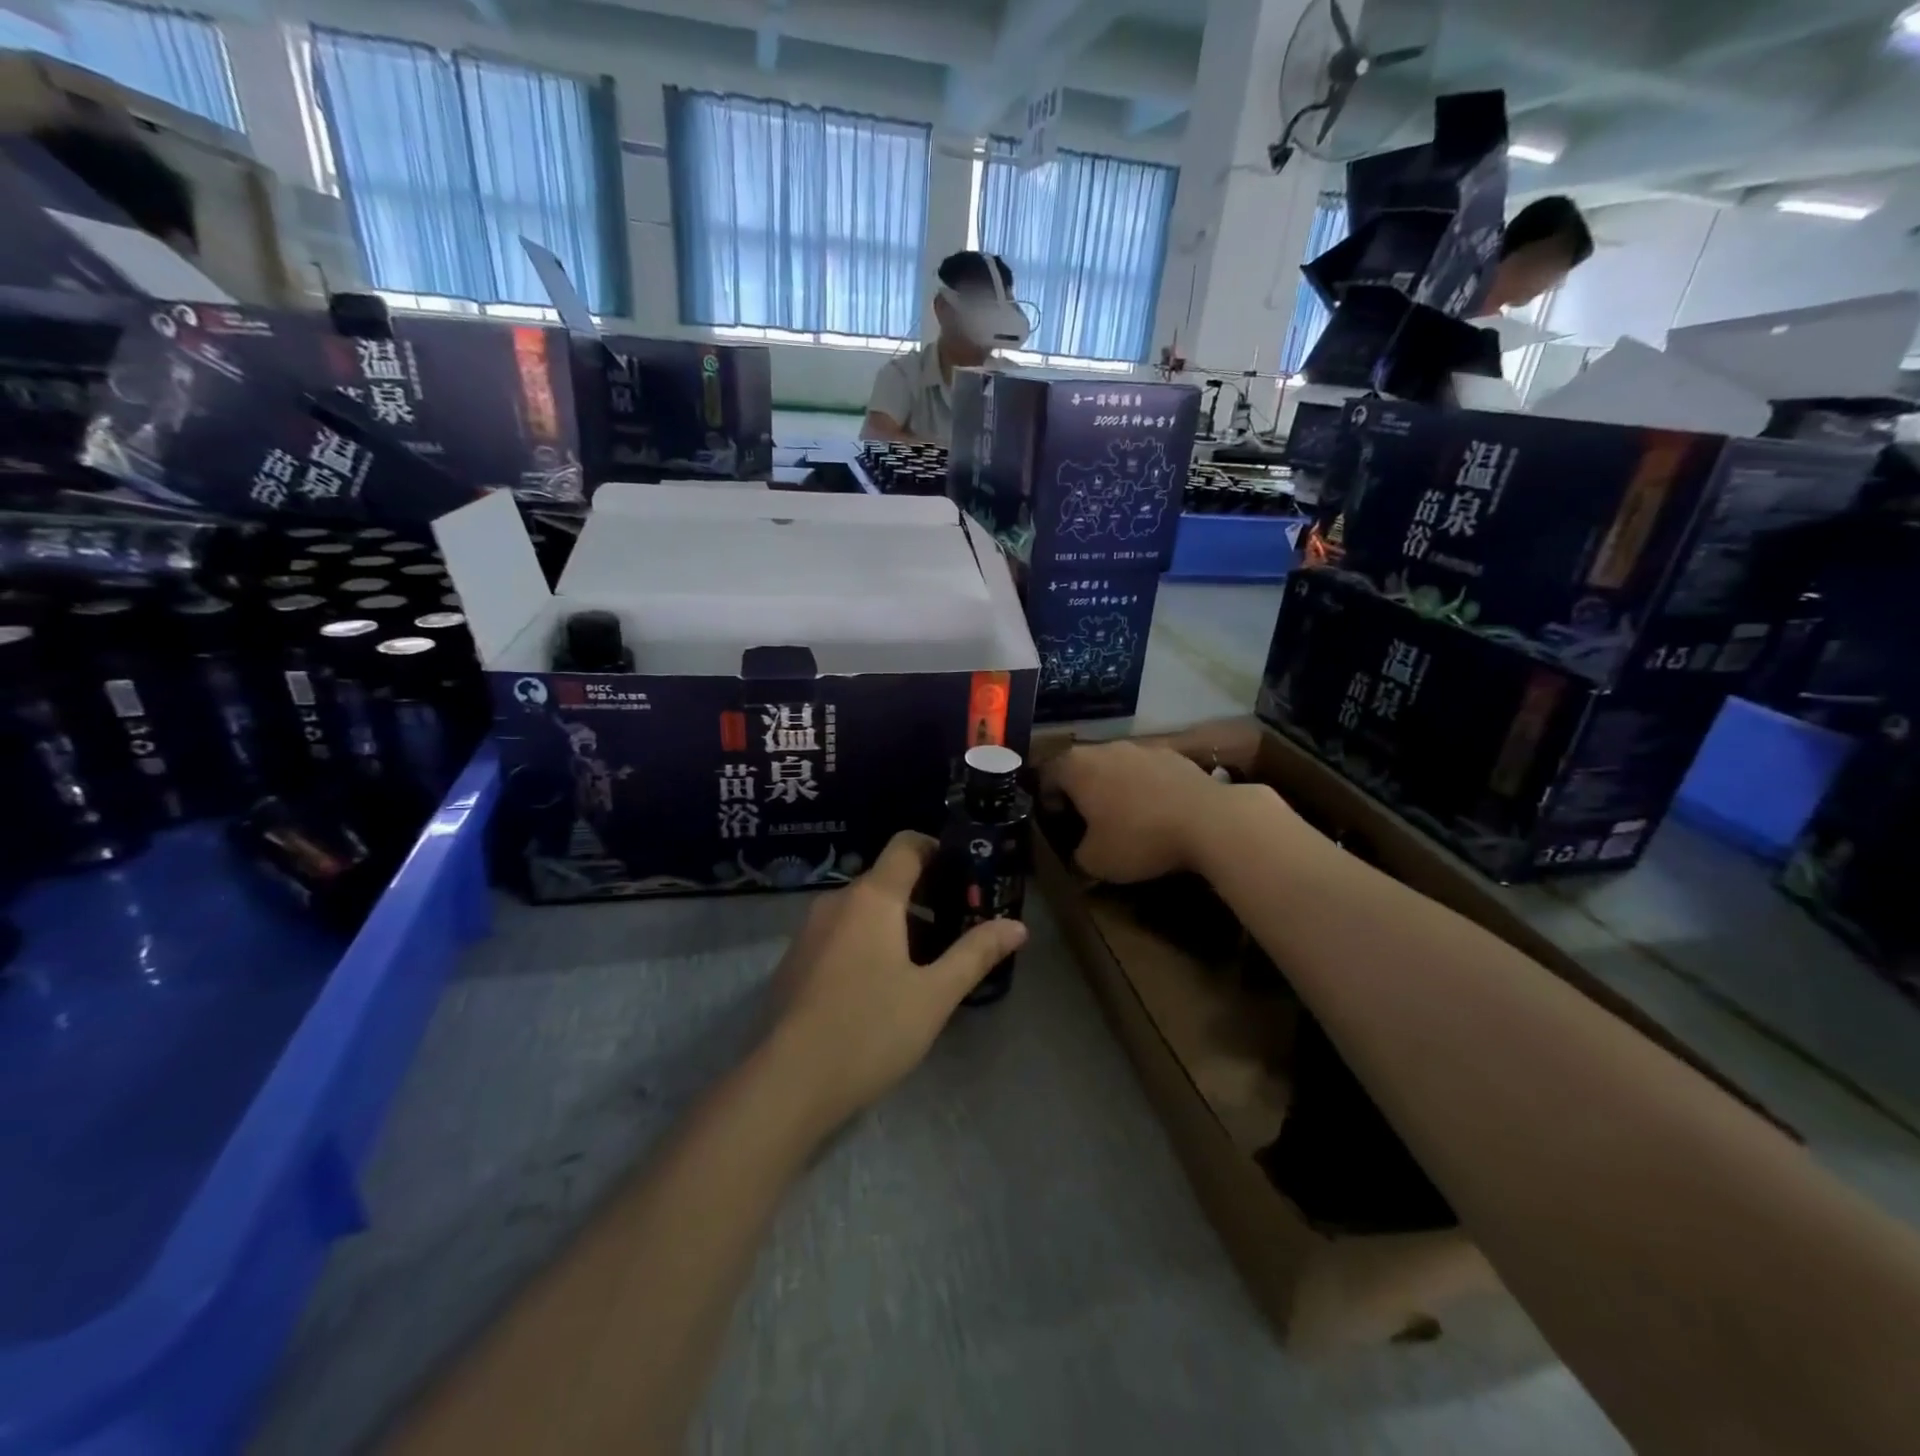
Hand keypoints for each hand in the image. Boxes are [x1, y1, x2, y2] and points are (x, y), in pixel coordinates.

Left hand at [765, 831, 1027, 1132]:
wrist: (787, 1084)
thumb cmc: (870, 1030)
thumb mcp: (934, 995)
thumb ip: (975, 953)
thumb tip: (1018, 926)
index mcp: (872, 898)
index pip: (906, 845)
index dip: (938, 848)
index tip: (966, 875)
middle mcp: (836, 901)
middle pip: (887, 879)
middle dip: (926, 896)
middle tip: (958, 929)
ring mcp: (809, 931)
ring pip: (863, 909)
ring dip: (897, 923)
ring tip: (926, 963)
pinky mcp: (795, 961)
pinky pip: (841, 933)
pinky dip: (868, 941)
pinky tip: (881, 987)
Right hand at [1042, 740, 1234, 883]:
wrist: (1209, 821)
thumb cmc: (1139, 838)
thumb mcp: (1096, 862)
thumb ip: (1077, 857)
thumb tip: (1080, 856)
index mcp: (1076, 766)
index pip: (1047, 776)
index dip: (1047, 800)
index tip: (1057, 822)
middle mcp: (1106, 748)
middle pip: (1082, 766)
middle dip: (1082, 791)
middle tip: (1087, 821)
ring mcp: (1143, 748)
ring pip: (1117, 767)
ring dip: (1115, 787)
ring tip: (1126, 817)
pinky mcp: (1175, 755)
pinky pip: (1148, 771)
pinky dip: (1146, 788)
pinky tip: (1158, 813)